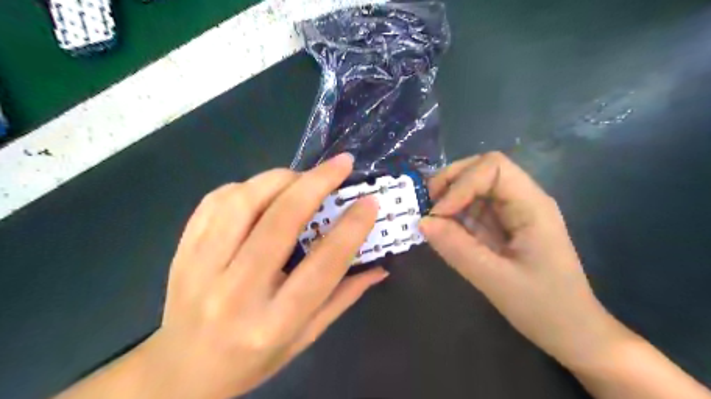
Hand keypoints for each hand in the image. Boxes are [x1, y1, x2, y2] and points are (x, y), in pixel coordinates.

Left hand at [144, 155, 387, 397]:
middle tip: (341, 164)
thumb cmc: (251, 360)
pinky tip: (263, 191)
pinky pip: (214, 202)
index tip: (369, 202)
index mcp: (273, 323)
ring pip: (243, 203)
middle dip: (316, 184)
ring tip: (302, 177)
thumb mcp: (304, 339)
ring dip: (279, 179)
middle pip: (279, 223)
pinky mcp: (182, 251)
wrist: (181, 372)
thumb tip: (380, 267)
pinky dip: (245, 187)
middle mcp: (235, 293)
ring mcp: (200, 269)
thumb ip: (343, 298)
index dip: (350, 229)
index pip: (322, 266)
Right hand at [418, 151, 628, 370]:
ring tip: (430, 219)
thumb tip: (422, 222)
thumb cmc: (544, 307)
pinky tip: (442, 230)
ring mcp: (512, 212)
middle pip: (481, 169)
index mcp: (532, 205)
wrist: (571, 331)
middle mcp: (522, 200)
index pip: (492, 168)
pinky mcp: (501, 226)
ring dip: (448, 197)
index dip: (460, 183)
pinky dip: (453, 214)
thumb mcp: (495, 280)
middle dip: (450, 182)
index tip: (439, 213)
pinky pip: (472, 209)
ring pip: (474, 186)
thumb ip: (457, 249)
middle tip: (427, 207)